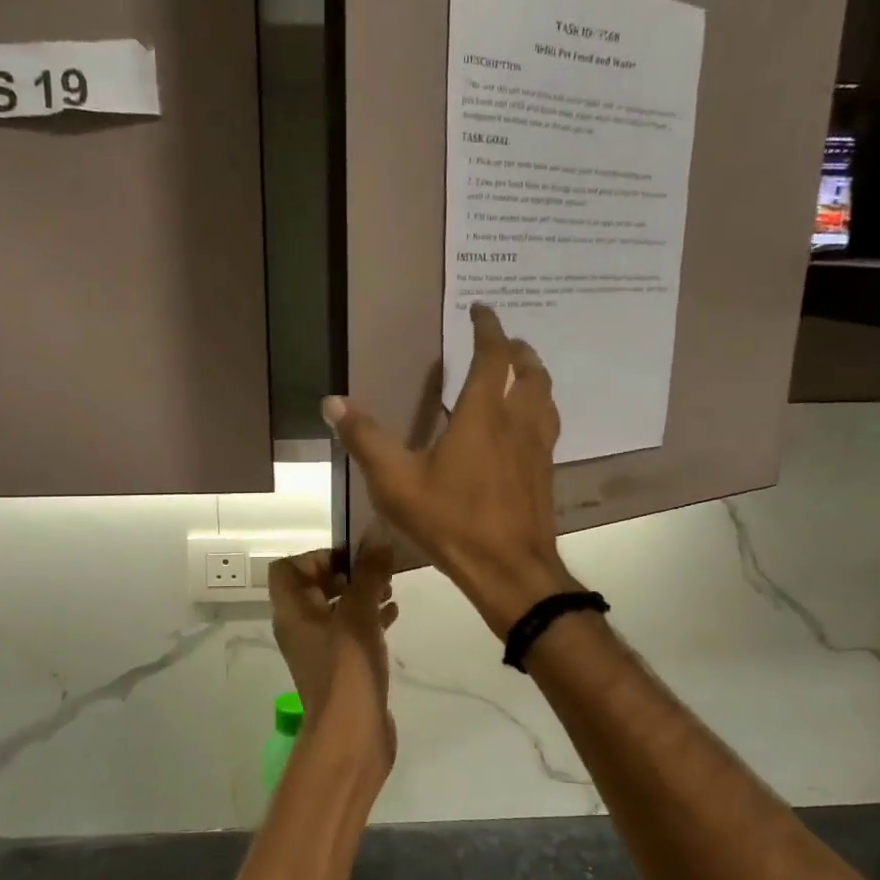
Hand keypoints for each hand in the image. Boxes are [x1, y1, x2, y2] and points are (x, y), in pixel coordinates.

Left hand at [268, 544, 398, 779]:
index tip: (351, 558)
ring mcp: (320, 650)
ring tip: (391, 588)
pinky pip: (351, 632)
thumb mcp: (359, 614)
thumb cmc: (347, 668)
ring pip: (336, 609)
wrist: (352, 734)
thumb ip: (368, 574)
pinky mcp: (341, 668)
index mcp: (292, 612)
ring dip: (360, 595)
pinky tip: (394, 615)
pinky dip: (369, 618)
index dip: (316, 557)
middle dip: (346, 573)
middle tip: (377, 570)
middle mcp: (300, 628)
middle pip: (314, 586)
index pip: (287, 568)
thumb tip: (377, 537)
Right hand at [322, 304, 576, 636]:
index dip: (488, 328)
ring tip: (519, 375)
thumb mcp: (397, 481)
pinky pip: (548, 426)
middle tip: (504, 341)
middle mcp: (519, 422)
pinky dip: (537, 410)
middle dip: (517, 350)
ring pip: (545, 398)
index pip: (493, 356)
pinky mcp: (545, 474)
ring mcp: (538, 449)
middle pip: (530, 372)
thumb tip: (332, 402)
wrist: (510, 570)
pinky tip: (522, 429)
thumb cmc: (452, 520)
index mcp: (484, 414)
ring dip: (533, 377)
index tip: (481, 309)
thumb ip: (366, 439)